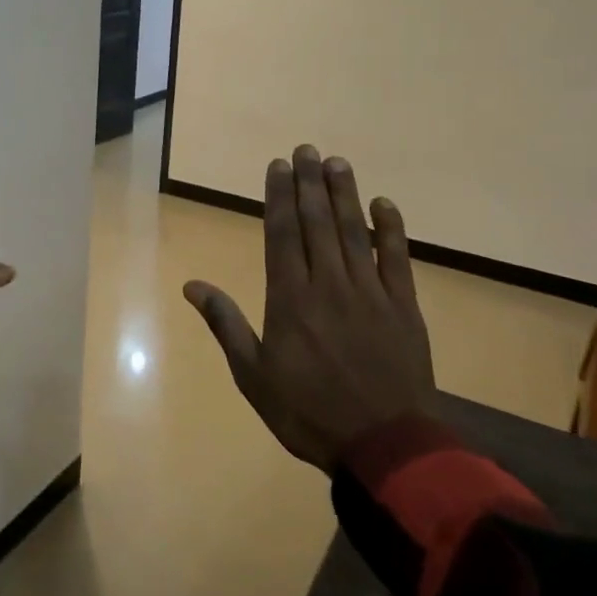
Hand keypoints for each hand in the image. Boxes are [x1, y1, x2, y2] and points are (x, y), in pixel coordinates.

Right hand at [184, 146, 432, 470]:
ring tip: (336, 162)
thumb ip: (226, 324)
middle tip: (305, 149)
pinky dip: (390, 229)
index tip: (277, 166)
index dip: (278, 196)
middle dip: (309, 183)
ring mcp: (370, 293)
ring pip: (354, 232)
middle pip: (317, 223)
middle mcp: (328, 284)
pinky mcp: (404, 307)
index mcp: (290, 299)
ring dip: (344, 194)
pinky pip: (397, 259)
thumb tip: (192, 286)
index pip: (282, 234)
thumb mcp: (253, 376)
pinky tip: (383, 204)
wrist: (385, 446)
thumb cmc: (308, 412)